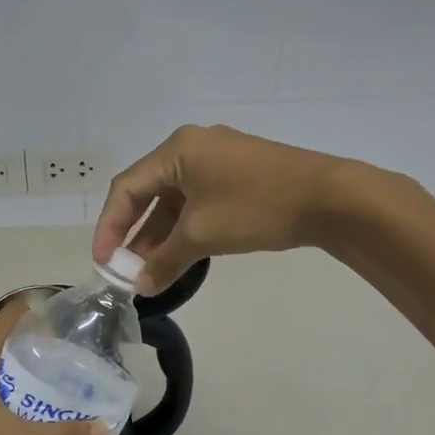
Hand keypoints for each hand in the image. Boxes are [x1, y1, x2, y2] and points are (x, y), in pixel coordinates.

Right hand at [93, 124, 363, 292]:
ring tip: (150, 270)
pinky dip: (186, 227)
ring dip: (161, 234)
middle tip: (125, 269)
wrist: (330, 198)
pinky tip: (182, 254)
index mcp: (177, 149)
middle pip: (150, 191)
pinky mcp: (240, 173)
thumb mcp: (202, 235)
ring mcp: (220, 158)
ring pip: (176, 198)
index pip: (127, 188)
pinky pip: (199, 199)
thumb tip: (141, 288)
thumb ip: (165, 260)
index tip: (104, 262)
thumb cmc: (256, 207)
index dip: (109, 226)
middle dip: (136, 233)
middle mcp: (193, 146)